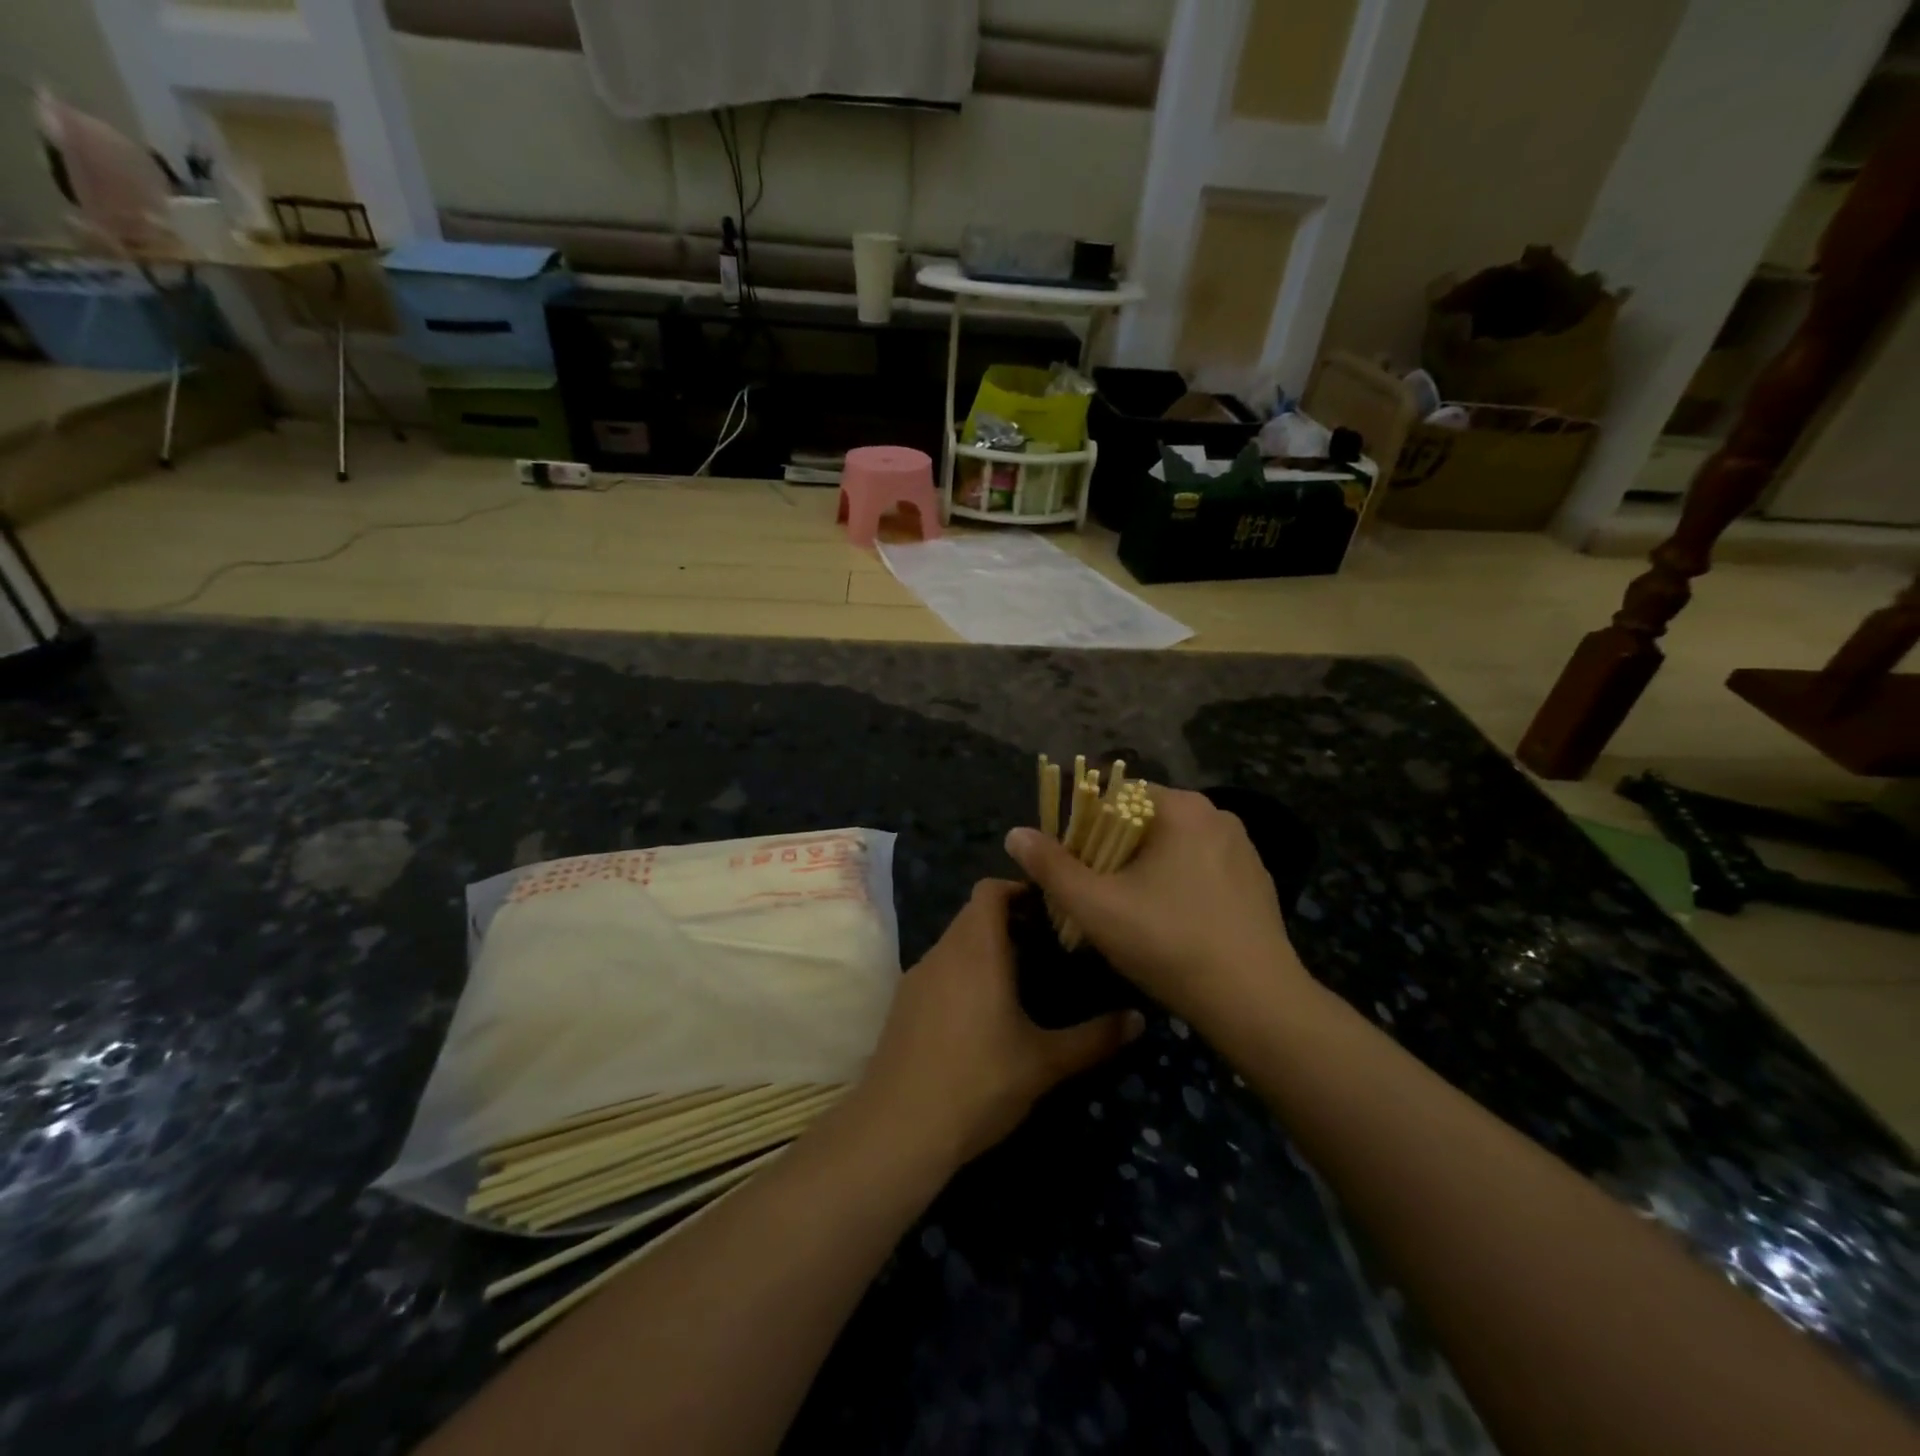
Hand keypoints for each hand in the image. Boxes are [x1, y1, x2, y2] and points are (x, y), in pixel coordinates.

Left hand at [851, 880, 1142, 1168]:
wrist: (898, 1128)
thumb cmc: (978, 1083)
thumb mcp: (1044, 1063)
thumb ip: (1094, 1038)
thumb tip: (1139, 1019)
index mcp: (976, 949)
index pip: (990, 889)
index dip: (1019, 888)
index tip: (1051, 908)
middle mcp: (943, 951)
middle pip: (973, 913)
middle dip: (1008, 920)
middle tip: (1047, 944)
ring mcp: (917, 976)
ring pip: (954, 942)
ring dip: (984, 947)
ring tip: (1021, 978)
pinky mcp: (902, 1003)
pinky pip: (939, 969)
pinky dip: (962, 972)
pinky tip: (981, 1013)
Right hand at [1004, 788, 1310, 1030]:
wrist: (1255, 1004)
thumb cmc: (1168, 943)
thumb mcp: (1097, 906)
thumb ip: (1051, 867)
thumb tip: (1015, 834)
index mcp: (1182, 808)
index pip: (1117, 794)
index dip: (1084, 823)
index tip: (1070, 859)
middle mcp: (1217, 815)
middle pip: (1144, 821)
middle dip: (1112, 848)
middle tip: (1093, 891)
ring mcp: (1243, 849)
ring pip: (1173, 847)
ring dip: (1144, 868)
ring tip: (1127, 911)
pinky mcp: (1256, 882)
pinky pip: (1201, 869)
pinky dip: (1178, 884)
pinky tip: (1169, 924)